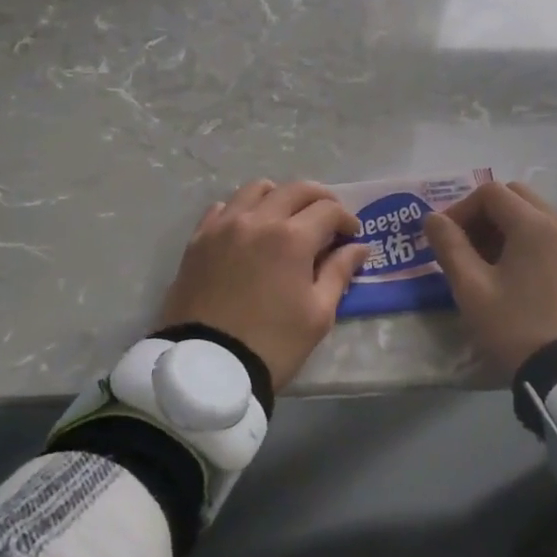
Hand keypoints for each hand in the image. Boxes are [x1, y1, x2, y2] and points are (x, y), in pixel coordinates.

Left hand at [157, 179, 366, 392]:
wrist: (207, 367)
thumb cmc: (273, 343)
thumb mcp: (318, 313)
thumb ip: (339, 272)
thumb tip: (358, 247)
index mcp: (292, 238)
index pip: (328, 210)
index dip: (346, 219)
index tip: (352, 235)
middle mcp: (258, 220)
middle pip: (295, 189)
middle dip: (319, 199)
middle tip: (329, 219)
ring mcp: (224, 226)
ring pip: (256, 189)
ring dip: (280, 196)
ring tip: (287, 218)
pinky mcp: (199, 239)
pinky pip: (224, 208)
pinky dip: (243, 210)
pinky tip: (249, 229)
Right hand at [423, 181, 556, 381]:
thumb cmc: (515, 327)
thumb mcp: (472, 288)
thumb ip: (449, 246)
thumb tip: (432, 218)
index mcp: (535, 224)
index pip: (491, 193)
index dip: (461, 209)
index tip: (445, 239)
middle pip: (515, 196)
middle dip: (483, 214)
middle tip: (463, 246)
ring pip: (533, 214)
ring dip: (503, 227)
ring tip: (483, 263)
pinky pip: (548, 234)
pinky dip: (524, 240)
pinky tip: (509, 273)